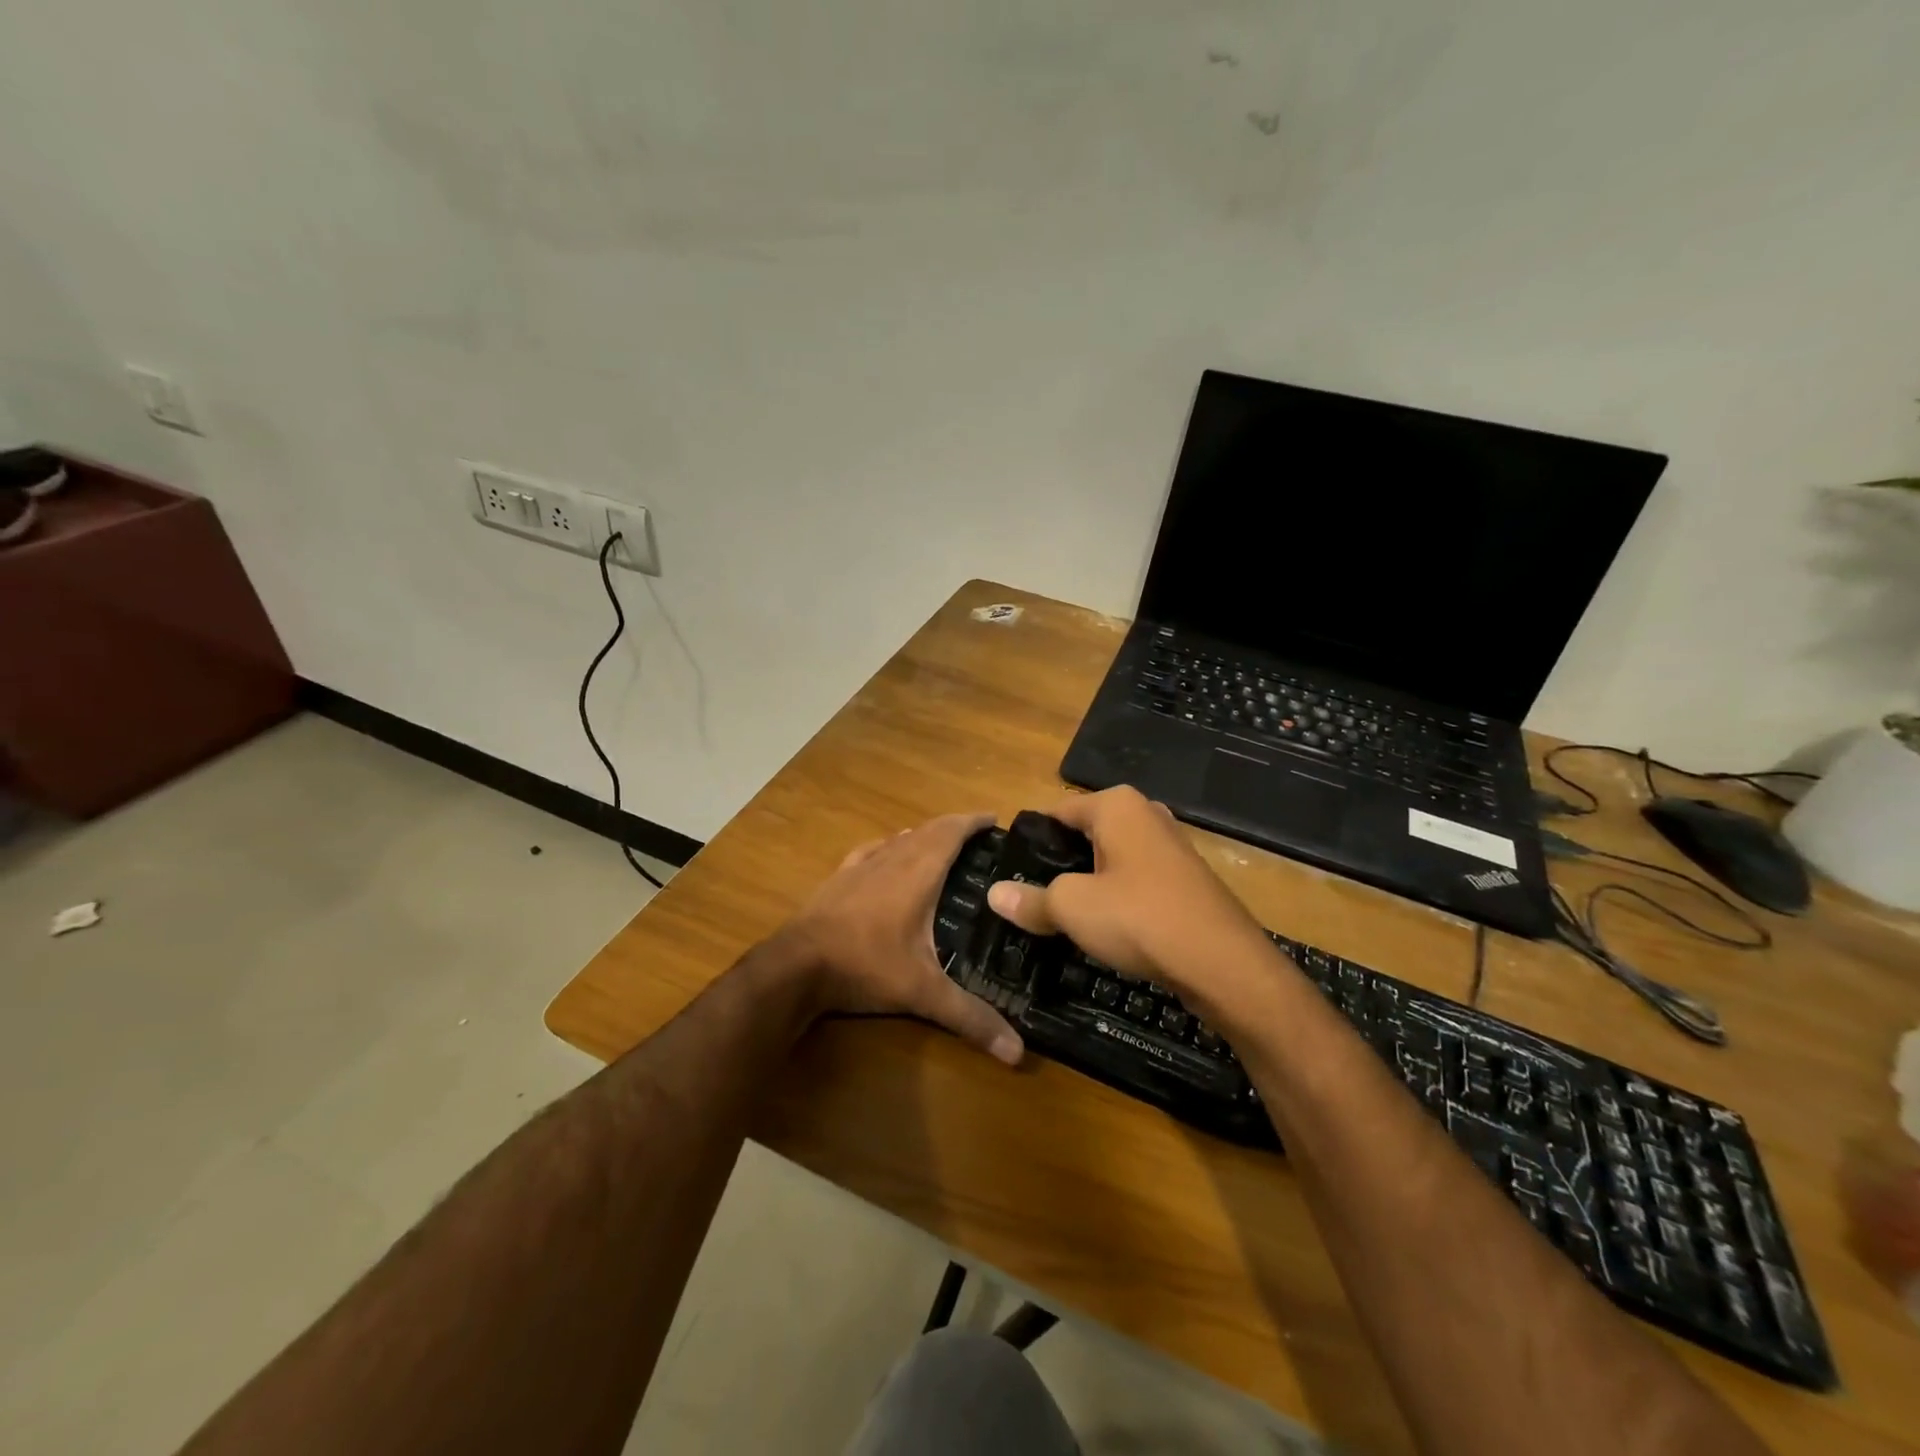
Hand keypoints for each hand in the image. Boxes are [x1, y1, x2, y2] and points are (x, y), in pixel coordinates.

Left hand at [784, 813, 1023, 1065]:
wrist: (795, 966)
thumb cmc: (865, 966)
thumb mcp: (922, 993)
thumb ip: (970, 1017)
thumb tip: (1018, 1052)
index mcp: (918, 873)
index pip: (951, 832)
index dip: (973, 821)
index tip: (995, 819)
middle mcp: (892, 859)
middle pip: (928, 830)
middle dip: (954, 827)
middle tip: (979, 838)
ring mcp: (861, 865)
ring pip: (900, 838)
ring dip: (924, 835)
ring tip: (943, 846)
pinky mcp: (839, 877)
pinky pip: (872, 849)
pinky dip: (891, 846)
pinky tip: (890, 853)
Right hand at [984, 787, 1274, 1015]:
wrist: (1223, 964)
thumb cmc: (1139, 918)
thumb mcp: (1072, 908)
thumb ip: (1031, 900)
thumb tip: (993, 895)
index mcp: (1116, 804)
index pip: (1056, 813)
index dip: (1031, 842)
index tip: (1010, 873)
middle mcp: (1146, 814)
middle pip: (1085, 834)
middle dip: (1061, 863)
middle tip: (1032, 897)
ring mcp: (1172, 846)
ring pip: (1113, 859)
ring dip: (1090, 883)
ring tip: (1063, 915)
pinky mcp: (1187, 879)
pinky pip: (1138, 880)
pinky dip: (1119, 898)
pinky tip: (1107, 927)